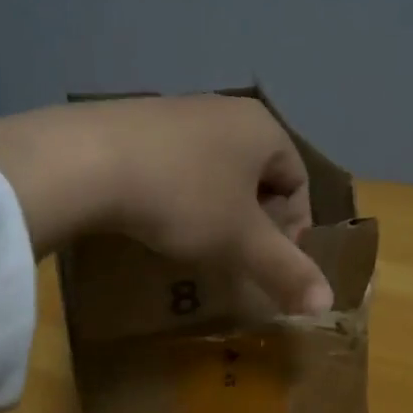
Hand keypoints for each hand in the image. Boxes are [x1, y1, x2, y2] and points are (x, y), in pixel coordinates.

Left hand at [0, 96, 333, 314]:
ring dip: (215, 208)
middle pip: (258, 175)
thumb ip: (287, 270)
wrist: (85, 161)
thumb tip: (328, 303)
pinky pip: (176, 162)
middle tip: (234, 254)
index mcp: (263, 128)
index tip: (268, 261)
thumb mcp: (240, 241)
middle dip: (253, 220)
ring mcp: (179, 110)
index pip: (298, 181)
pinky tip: (154, 216)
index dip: (293, 228)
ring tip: (193, 240)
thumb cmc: (182, 197)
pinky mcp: (137, 119)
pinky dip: (177, 192)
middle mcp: (226, 110)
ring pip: (216, 169)